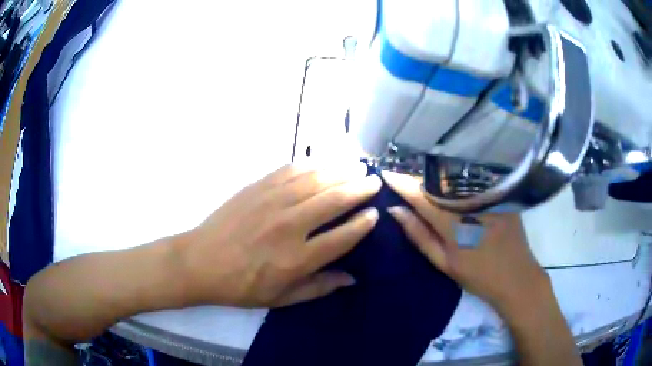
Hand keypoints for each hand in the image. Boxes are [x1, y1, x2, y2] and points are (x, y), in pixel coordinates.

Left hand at [178, 163, 381, 307]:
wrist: (201, 262)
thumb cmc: (241, 286)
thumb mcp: (281, 298)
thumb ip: (319, 288)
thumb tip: (351, 278)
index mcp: (297, 259)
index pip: (342, 236)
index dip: (363, 223)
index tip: (374, 214)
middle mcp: (289, 226)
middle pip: (334, 200)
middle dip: (360, 189)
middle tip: (374, 182)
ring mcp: (272, 202)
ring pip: (316, 180)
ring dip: (340, 171)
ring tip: (356, 167)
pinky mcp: (257, 188)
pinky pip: (290, 170)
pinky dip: (311, 164)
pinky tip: (322, 163)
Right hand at [382, 171, 548, 313]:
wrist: (516, 276)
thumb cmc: (477, 275)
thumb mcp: (443, 262)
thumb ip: (418, 235)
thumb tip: (394, 211)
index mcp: (453, 222)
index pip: (420, 195)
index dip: (401, 182)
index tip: (385, 173)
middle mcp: (470, 201)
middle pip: (436, 181)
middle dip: (416, 176)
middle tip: (400, 174)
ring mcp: (487, 194)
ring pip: (453, 177)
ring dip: (434, 175)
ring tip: (419, 175)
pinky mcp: (499, 192)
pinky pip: (472, 179)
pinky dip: (455, 178)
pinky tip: (448, 179)